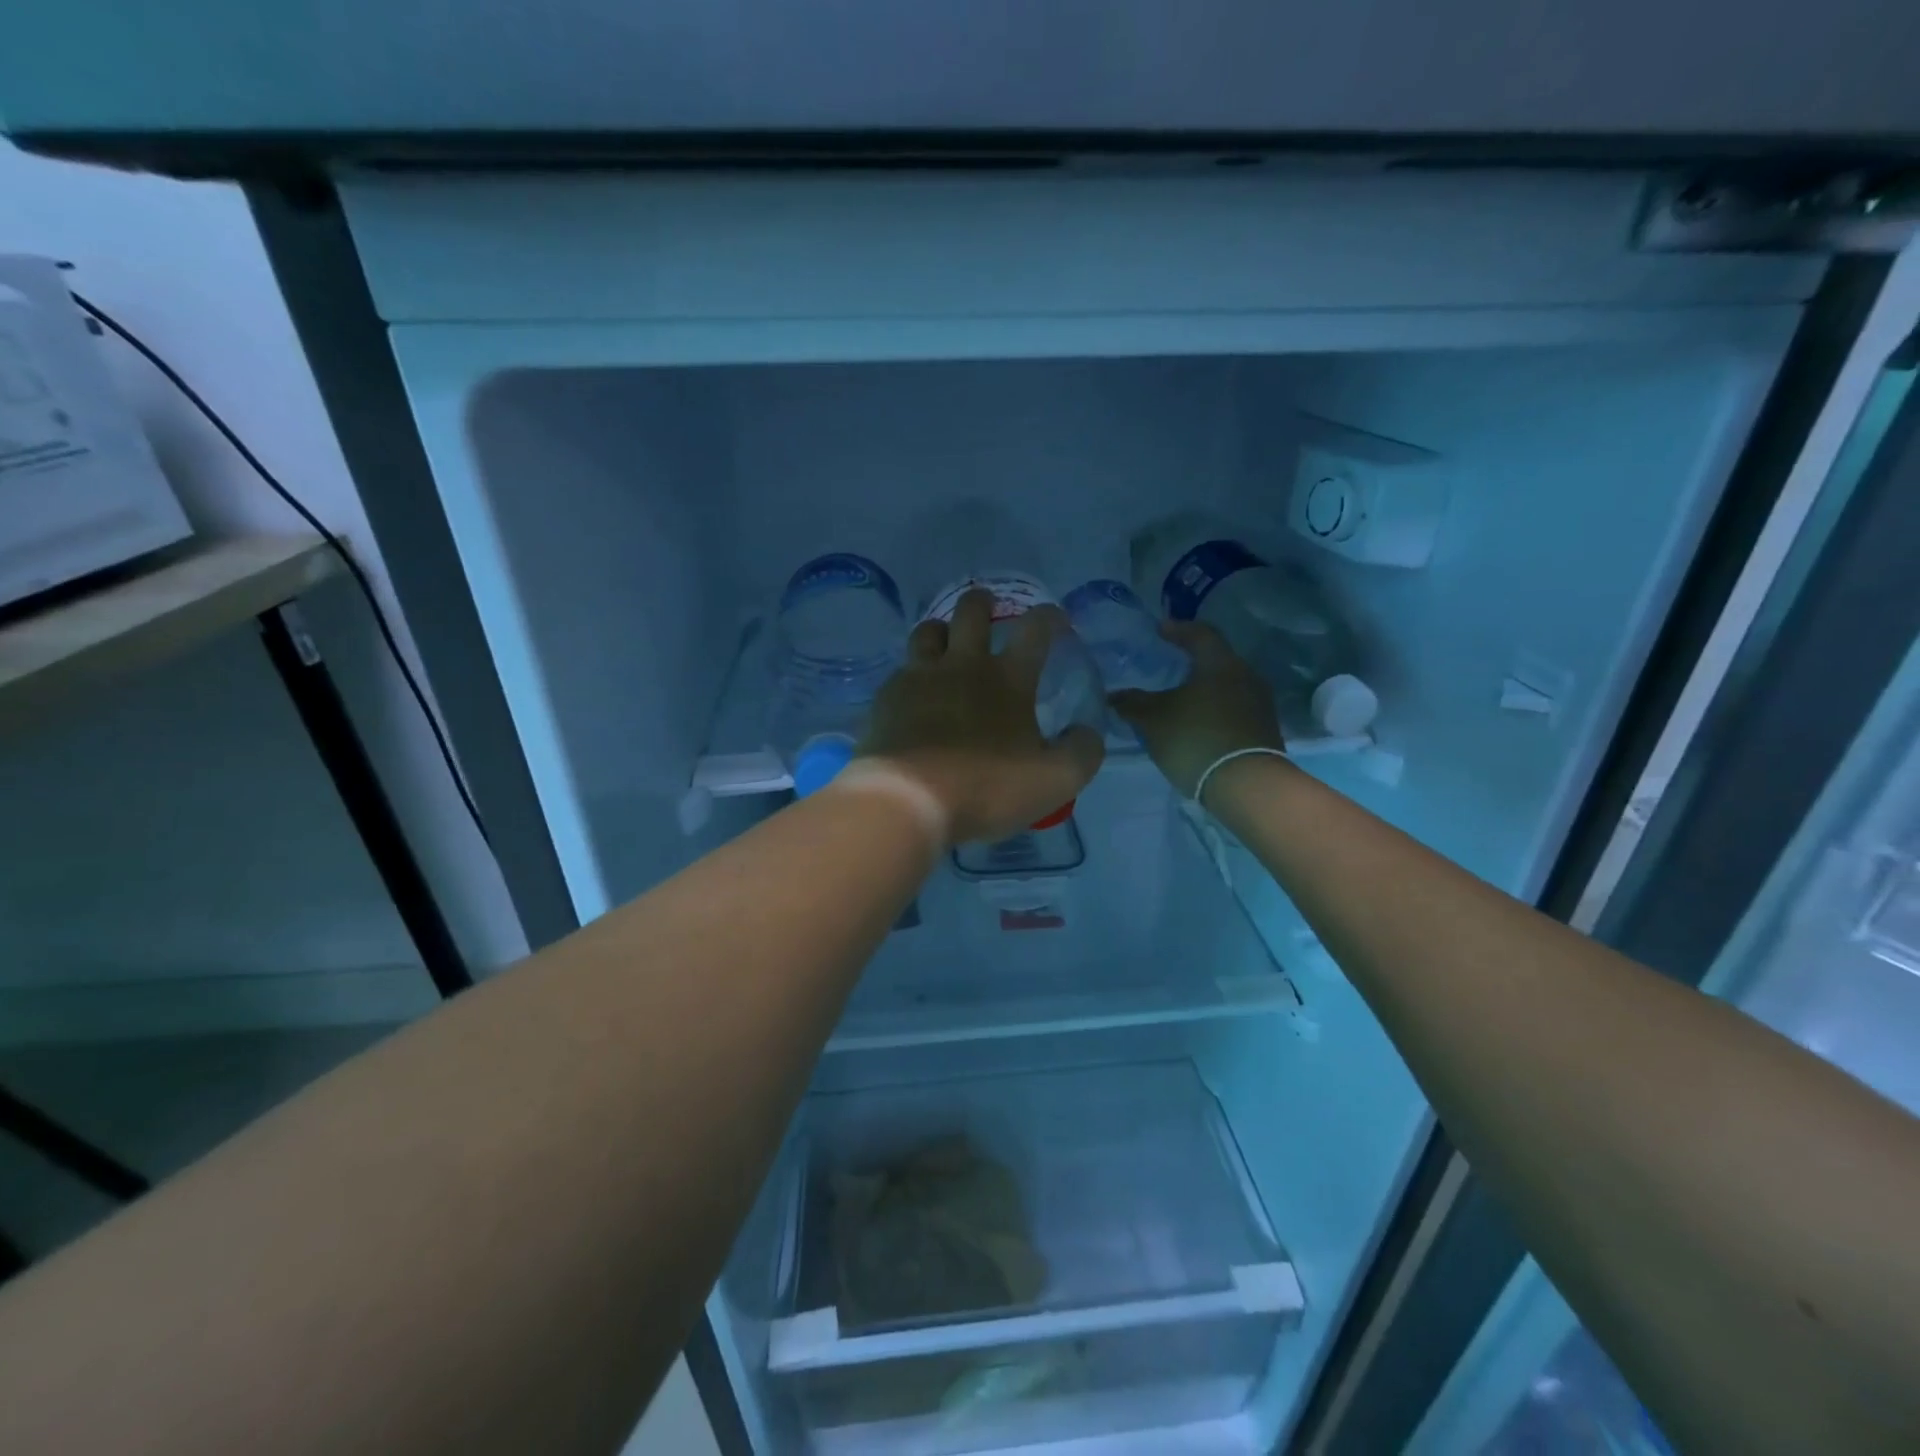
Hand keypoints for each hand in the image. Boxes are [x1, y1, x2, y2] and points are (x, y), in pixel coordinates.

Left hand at [861, 589, 1104, 842]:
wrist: (907, 800)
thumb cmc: (986, 788)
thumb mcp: (1055, 781)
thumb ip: (1082, 752)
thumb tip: (1088, 731)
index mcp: (1008, 679)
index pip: (1035, 630)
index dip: (1050, 617)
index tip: (1056, 618)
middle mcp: (963, 665)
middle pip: (971, 612)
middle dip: (983, 602)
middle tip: (987, 607)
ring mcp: (919, 677)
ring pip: (928, 631)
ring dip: (941, 630)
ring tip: (946, 641)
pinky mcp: (887, 697)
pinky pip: (901, 670)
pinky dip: (912, 672)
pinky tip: (914, 692)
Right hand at [1109, 621, 1283, 799]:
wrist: (1246, 785)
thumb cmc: (1195, 738)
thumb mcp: (1153, 719)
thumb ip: (1132, 703)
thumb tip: (1113, 695)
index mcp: (1221, 663)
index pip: (1200, 634)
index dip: (1178, 629)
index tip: (1160, 630)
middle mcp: (1246, 676)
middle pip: (1216, 660)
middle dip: (1192, 662)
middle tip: (1169, 664)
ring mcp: (1259, 705)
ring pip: (1225, 687)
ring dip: (1203, 689)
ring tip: (1180, 698)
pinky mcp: (1263, 731)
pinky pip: (1233, 709)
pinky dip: (1213, 710)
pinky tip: (1196, 723)